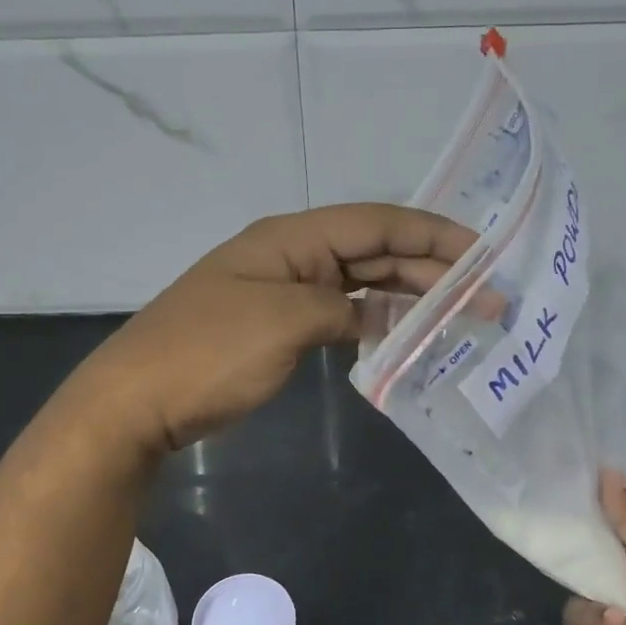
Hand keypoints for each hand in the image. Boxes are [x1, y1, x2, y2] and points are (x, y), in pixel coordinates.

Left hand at [69, 204, 475, 453]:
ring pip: (362, 284)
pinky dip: (375, 324)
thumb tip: (376, 316)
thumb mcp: (282, 322)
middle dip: (433, 271)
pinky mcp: (280, 328)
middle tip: (488, 299)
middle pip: (374, 252)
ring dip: (410, 297)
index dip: (433, 234)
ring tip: (461, 317)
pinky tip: (406, 338)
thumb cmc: (207, 354)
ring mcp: (285, 292)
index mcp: (291, 239)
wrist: (137, 401)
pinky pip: (341, 315)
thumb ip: (342, 309)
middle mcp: (293, 256)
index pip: (376, 223)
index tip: (484, 253)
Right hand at [564, 471, 625, 624]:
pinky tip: (614, 620)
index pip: (623, 502)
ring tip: (593, 571)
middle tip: (547, 491)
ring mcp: (599, 593)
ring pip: (569, 564)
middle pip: (587, 529)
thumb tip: (607, 472)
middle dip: (571, 515)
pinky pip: (572, 607)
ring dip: (579, 567)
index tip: (575, 456)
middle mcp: (619, 562)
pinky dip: (591, 613)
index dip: (604, 481)